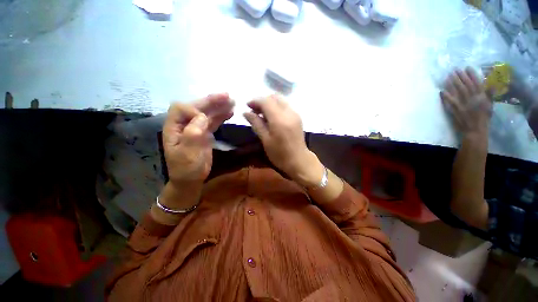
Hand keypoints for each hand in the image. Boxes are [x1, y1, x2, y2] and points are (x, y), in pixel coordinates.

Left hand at [163, 93, 233, 184]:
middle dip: (211, 101)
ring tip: (232, 102)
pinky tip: (230, 112)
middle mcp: (184, 124)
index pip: (181, 109)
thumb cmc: (187, 168)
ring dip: (219, 107)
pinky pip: (213, 122)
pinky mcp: (205, 133)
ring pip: (207, 114)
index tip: (205, 120)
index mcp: (174, 127)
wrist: (191, 179)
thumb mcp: (188, 153)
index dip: (194, 111)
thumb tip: (201, 116)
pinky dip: (221, 116)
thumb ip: (192, 133)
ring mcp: (195, 128)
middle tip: (227, 96)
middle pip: (196, 107)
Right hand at [243, 95, 322, 186]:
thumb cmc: (279, 154)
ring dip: (270, 103)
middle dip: (263, 100)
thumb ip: (256, 123)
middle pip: (274, 97)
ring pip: (281, 100)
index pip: (266, 101)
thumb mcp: (265, 140)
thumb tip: (246, 112)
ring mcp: (295, 114)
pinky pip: (286, 106)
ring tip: (262, 114)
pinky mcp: (298, 117)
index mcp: (279, 119)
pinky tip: (272, 117)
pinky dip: (277, 107)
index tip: (247, 106)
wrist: (299, 160)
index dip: (255, 101)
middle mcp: (288, 112)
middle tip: (254, 110)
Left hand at [440, 68, 492, 136]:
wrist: (475, 130)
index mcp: (481, 97)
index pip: (476, 83)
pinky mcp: (455, 110)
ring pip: (457, 91)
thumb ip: (490, 95)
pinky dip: (445, 96)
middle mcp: (472, 99)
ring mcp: (463, 104)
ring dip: (452, 84)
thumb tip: (492, 85)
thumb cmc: (484, 118)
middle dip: (460, 77)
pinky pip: (449, 101)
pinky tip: (441, 90)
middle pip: (465, 85)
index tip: (467, 68)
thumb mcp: (490, 106)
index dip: (471, 75)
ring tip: (447, 77)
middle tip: (455, 69)